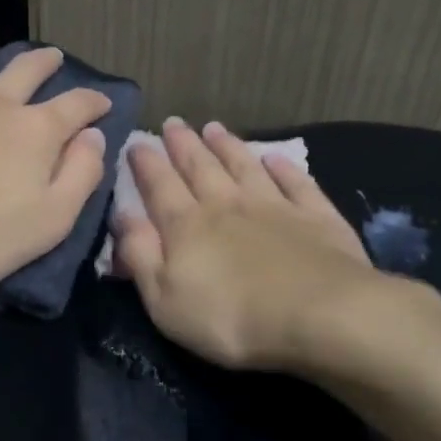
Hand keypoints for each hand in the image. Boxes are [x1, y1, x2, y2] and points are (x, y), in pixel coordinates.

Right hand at [113, 117, 378, 370]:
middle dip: (183, 144)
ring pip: (244, 166)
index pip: (160, 185)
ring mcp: (274, 206)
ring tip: (214, 127)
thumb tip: (121, 215)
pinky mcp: (316, 217)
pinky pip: (296, 183)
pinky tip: (276, 157)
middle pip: (200, 167)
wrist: (319, 316)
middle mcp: (227, 204)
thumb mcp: (164, 298)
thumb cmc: (231, 318)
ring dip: (228, 145)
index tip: (137, 141)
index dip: (146, 163)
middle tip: (173, 122)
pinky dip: (284, 167)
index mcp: (187, 225)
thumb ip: (140, 254)